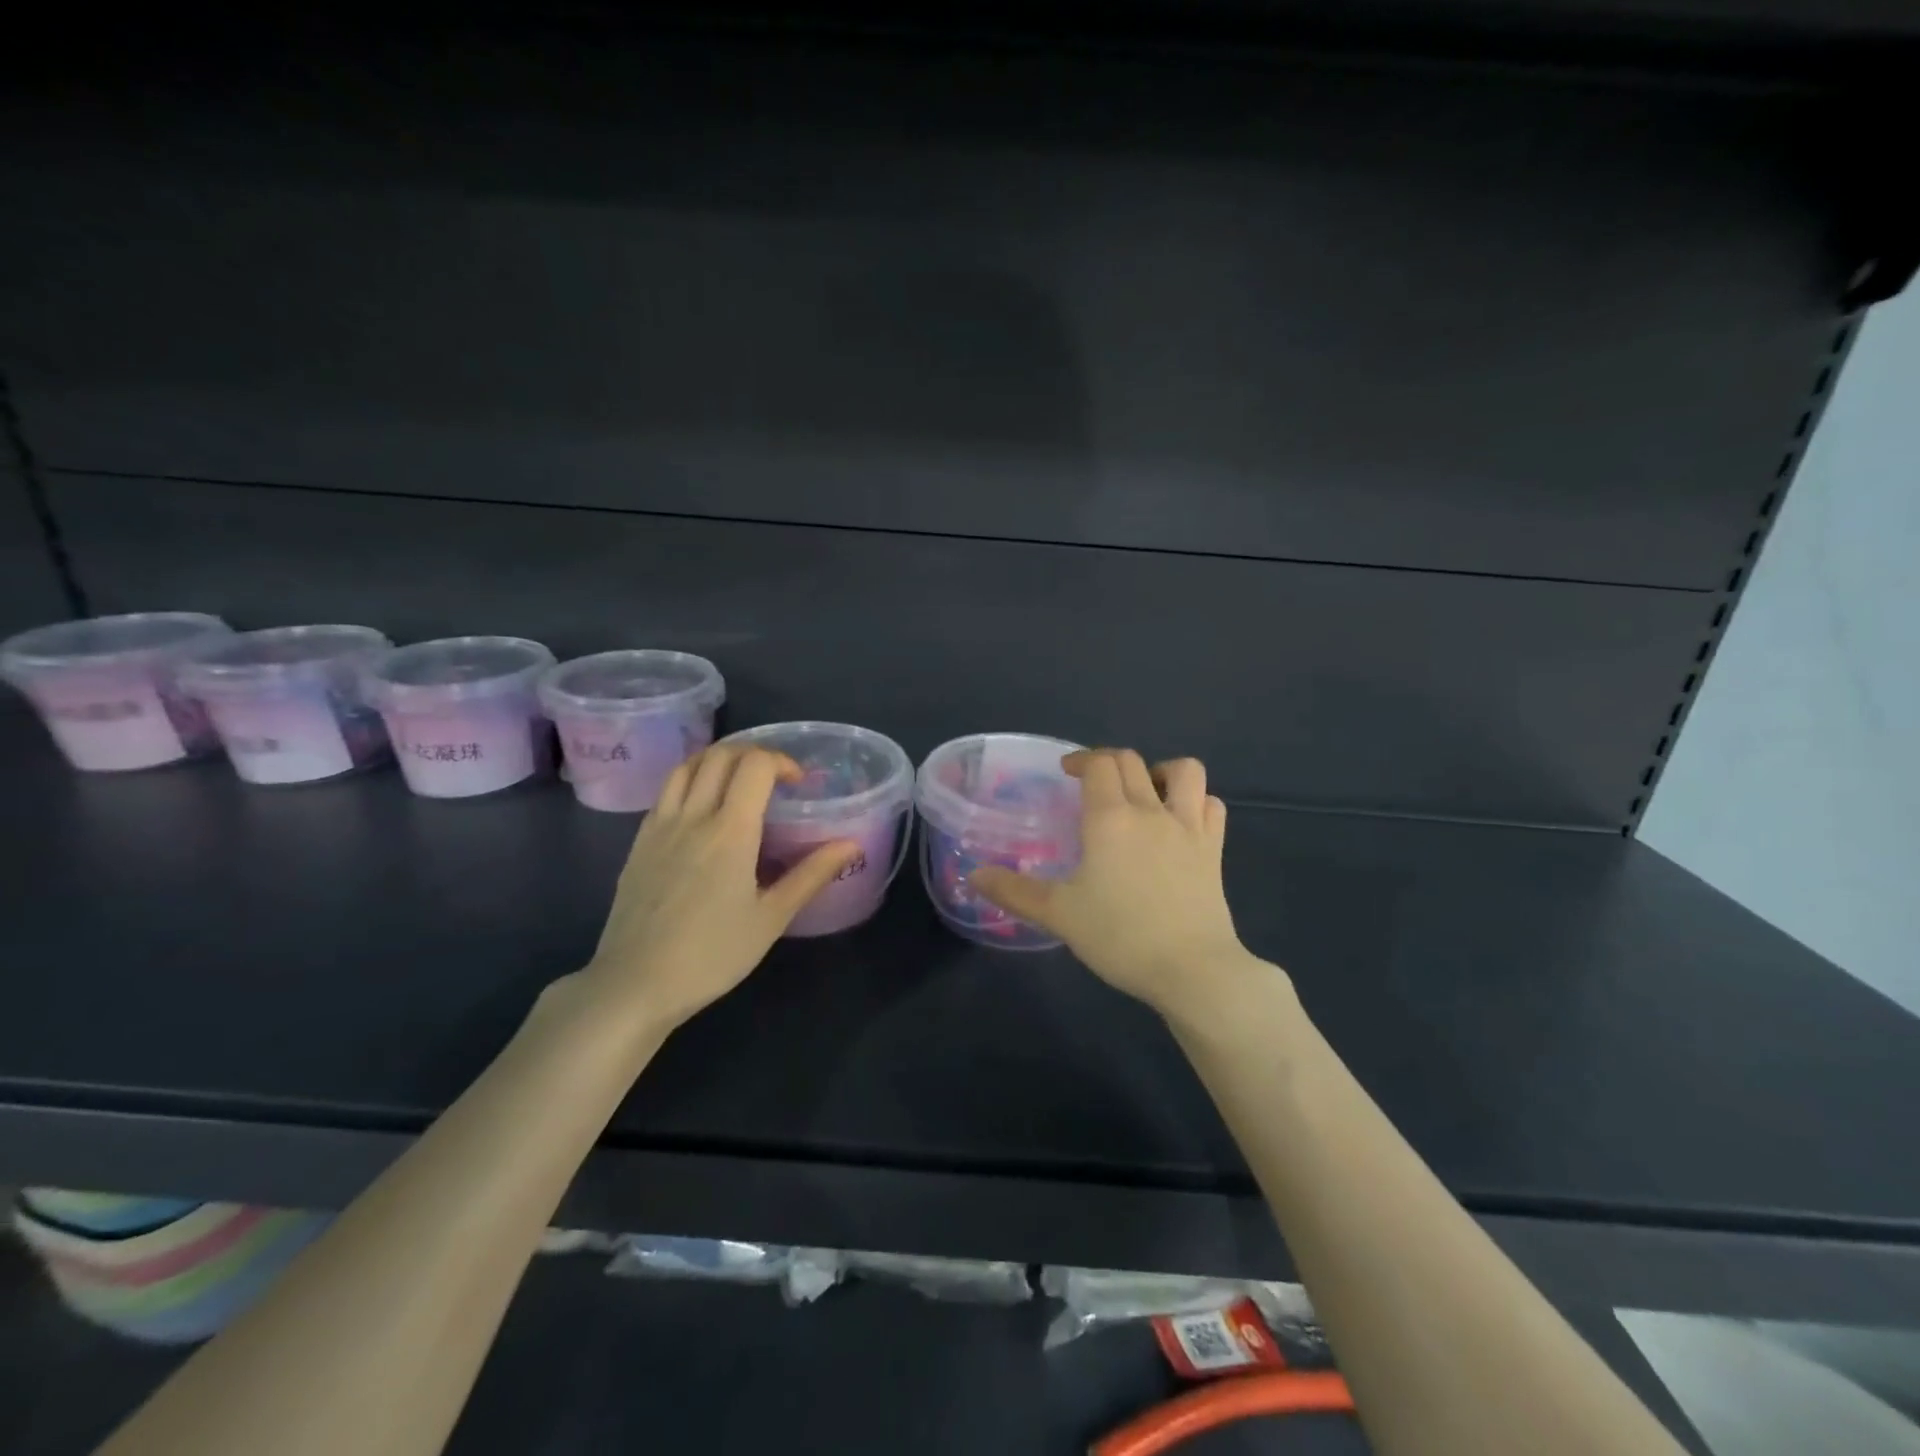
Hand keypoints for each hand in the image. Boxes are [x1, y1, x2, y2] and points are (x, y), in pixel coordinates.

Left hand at [571, 744, 858, 1036]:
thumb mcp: (771, 918)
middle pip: (720, 755)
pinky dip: (690, 781)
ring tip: (738, 782)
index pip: (755, 765)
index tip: (799, 783)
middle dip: (753, 754)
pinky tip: (703, 811)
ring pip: (687, 766)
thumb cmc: (712, 954)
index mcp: (730, 830)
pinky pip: (666, 792)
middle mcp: (692, 816)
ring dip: (718, 760)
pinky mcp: (638, 842)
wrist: (635, 984)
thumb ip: (811, 874)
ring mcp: (659, 826)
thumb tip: (851, 844)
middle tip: (773, 779)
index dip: (781, 761)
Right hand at [971, 749, 1276, 1020]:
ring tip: (1146, 792)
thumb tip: (974, 876)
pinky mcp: (1214, 849)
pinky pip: (1211, 806)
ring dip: (1162, 771)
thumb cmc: (1120, 937)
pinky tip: (1180, 821)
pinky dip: (1196, 802)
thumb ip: (1014, 892)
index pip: (1098, 764)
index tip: (1067, 773)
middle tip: (1093, 785)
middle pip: (1132, 761)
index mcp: (1109, 818)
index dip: (1081, 759)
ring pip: (1185, 772)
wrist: (1192, 969)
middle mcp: (1151, 810)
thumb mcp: (1059, 915)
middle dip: (1109, 762)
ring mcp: (1189, 827)